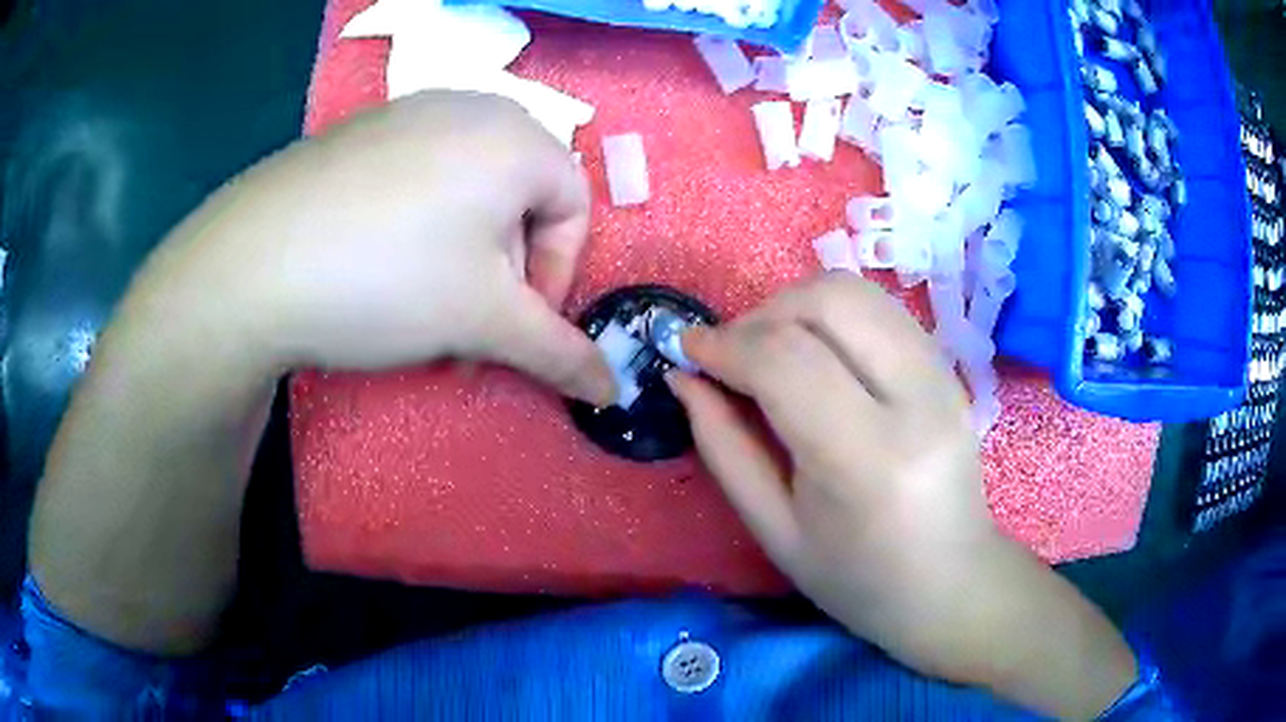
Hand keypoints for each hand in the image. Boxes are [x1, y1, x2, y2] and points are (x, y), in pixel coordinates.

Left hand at [152, 90, 613, 402]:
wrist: (251, 263)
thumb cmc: (388, 279)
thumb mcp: (484, 321)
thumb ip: (560, 354)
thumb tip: (613, 392)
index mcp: (516, 135)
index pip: (574, 207)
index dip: (558, 274)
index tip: (517, 325)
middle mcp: (468, 108)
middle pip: (519, 199)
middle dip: (505, 272)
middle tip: (467, 326)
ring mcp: (406, 114)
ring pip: (466, 192)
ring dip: (462, 257)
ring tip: (422, 303)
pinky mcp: (359, 134)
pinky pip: (416, 179)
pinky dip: (418, 229)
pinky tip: (377, 267)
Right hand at [669, 273, 1136, 716]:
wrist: (950, 581)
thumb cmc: (856, 577)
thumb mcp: (774, 529)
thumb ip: (723, 447)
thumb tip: (684, 377)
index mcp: (869, 458)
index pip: (787, 360)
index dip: (726, 344)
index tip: (688, 351)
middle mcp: (917, 399)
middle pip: (828, 300)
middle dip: (762, 314)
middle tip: (733, 356)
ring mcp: (942, 374)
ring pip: (855, 292)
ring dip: (795, 307)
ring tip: (769, 352)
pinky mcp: (948, 366)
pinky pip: (879, 309)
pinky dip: (831, 316)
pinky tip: (815, 356)